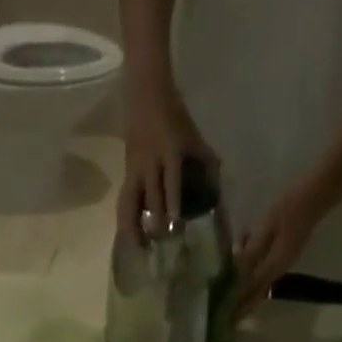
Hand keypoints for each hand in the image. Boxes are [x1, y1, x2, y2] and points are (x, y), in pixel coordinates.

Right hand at [119, 81, 218, 239]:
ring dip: (134, 227)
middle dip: (156, 221)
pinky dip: (126, 220)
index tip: (176, 223)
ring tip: (138, 249)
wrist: (145, 91)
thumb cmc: (174, 114)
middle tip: (162, 244)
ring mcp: (136, 169)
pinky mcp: (126, 173)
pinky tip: (128, 238)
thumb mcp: (193, 135)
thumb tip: (217, 190)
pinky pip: (124, 201)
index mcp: (170, 151)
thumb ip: (206, 161)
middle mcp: (150, 163)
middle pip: (151, 198)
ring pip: (130, 203)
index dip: (173, 203)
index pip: (171, 182)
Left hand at [234, 176, 333, 313]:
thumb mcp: (267, 225)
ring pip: (261, 278)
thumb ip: (252, 250)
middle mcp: (280, 268)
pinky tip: (243, 252)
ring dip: (246, 282)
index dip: (239, 303)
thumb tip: (237, 271)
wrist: (319, 192)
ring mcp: (284, 260)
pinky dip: (253, 265)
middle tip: (228, 314)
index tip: (228, 316)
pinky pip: (265, 265)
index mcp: (275, 264)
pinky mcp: (285, 251)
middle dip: (243, 302)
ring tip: (230, 284)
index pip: (253, 290)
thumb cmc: (292, 205)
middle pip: (258, 290)